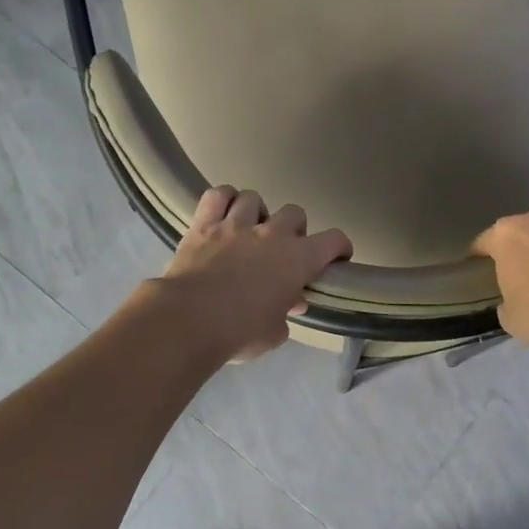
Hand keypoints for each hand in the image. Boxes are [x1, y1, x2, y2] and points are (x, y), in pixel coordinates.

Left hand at [158, 186, 351, 363]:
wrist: (189, 321)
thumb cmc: (240, 332)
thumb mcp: (274, 333)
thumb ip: (286, 314)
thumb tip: (290, 304)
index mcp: (298, 259)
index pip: (334, 240)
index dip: (340, 247)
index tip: (336, 259)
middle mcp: (272, 233)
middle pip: (295, 213)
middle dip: (295, 229)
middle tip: (284, 249)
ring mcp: (236, 224)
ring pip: (254, 198)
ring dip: (257, 213)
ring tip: (250, 230)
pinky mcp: (204, 224)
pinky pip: (217, 195)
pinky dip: (223, 200)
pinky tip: (223, 212)